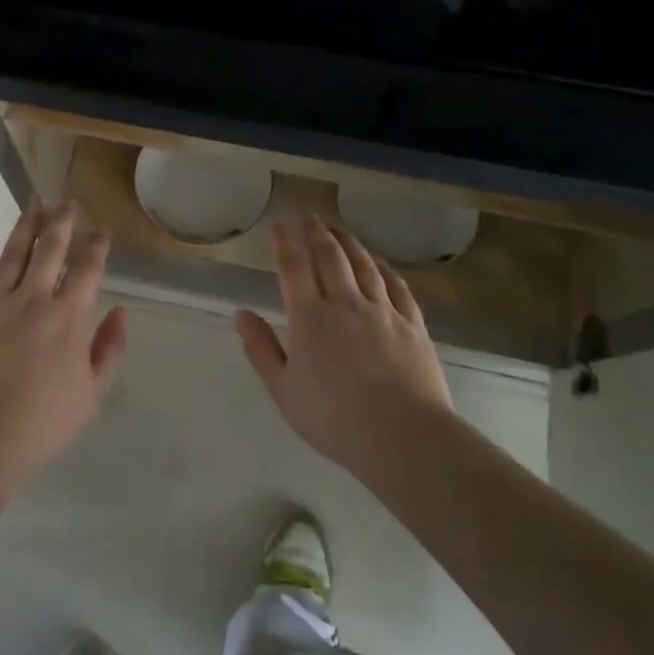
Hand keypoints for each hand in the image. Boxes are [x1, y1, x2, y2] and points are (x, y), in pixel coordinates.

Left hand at [0, 202, 128, 484]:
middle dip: (62, 222)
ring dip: (25, 227)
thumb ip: (109, 348)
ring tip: (34, 205)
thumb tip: (121, 311)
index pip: (86, 270)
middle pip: (49, 250)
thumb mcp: (92, 393)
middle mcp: (32, 300)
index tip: (101, 232)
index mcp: (67, 318)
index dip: (96, 247)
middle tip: (68, 202)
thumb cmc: (43, 422)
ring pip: (12, 255)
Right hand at [235, 218, 453, 475]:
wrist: (403, 436)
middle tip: (310, 219)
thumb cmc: (334, 418)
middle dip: (317, 234)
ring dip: (349, 243)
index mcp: (309, 318)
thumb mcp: (284, 390)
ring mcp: (383, 311)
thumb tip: (241, 314)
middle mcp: (345, 303)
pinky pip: (397, 285)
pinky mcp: (412, 324)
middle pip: (330, 257)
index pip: (294, 267)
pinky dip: (384, 267)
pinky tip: (379, 263)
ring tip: (339, 230)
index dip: (285, 242)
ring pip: (364, 265)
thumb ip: (261, 349)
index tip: (280, 224)